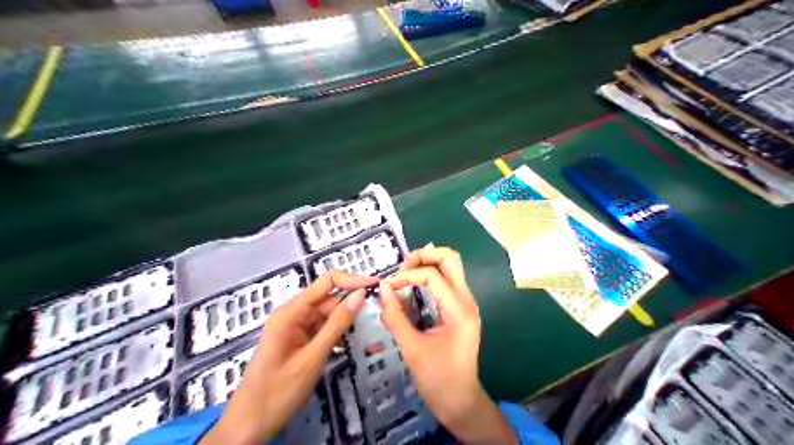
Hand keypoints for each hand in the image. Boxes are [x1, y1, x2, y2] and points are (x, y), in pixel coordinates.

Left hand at [201, 271, 380, 443]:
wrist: (248, 425)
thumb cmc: (278, 391)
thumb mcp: (313, 357)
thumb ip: (338, 324)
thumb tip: (360, 294)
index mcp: (292, 311)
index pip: (327, 282)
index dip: (352, 280)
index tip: (376, 285)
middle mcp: (294, 314)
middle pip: (329, 299)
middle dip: (352, 305)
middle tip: (378, 315)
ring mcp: (296, 327)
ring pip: (328, 315)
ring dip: (346, 323)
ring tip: (368, 332)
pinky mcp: (299, 340)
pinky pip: (323, 330)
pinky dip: (337, 335)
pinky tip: (349, 346)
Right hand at [379, 247, 518, 443]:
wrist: (460, 401)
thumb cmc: (438, 379)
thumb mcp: (412, 349)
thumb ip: (395, 317)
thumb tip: (382, 288)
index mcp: (459, 310)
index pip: (432, 275)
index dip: (406, 276)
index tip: (388, 287)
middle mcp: (467, 300)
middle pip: (450, 258)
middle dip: (424, 255)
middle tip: (402, 267)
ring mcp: (466, 302)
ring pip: (451, 265)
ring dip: (427, 262)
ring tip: (405, 272)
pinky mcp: (461, 307)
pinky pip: (448, 279)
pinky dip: (430, 273)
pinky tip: (414, 284)